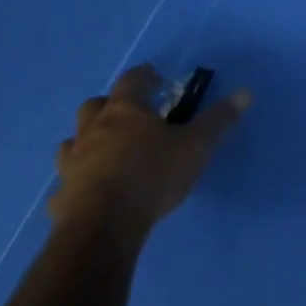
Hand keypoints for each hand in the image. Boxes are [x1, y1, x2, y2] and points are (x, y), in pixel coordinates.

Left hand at [49, 63, 249, 240]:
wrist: (102, 229)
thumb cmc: (151, 175)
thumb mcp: (196, 146)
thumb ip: (219, 119)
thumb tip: (246, 92)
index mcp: (125, 111)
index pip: (131, 80)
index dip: (143, 76)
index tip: (155, 78)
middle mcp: (93, 131)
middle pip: (93, 106)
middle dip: (108, 105)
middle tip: (128, 114)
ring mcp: (71, 165)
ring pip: (70, 143)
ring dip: (85, 142)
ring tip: (103, 151)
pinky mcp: (60, 199)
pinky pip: (64, 186)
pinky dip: (74, 185)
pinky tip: (85, 194)